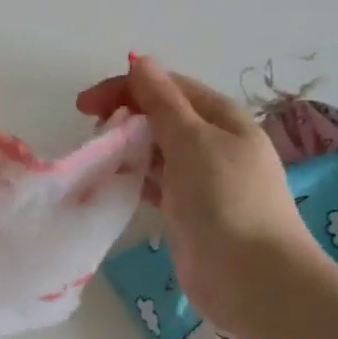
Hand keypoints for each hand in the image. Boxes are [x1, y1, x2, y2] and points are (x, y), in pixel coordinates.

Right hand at [78, 56, 317, 334]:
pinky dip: (134, 178)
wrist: (252, 277)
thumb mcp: (193, 140)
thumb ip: (162, 101)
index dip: (127, 87)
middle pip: (163, 117)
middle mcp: (214, 144)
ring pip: (157, 151)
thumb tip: (139, 61)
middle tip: (91, 131)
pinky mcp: (189, 212)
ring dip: (127, 147)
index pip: (170, 88)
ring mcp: (202, 180)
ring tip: (96, 156)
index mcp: (223, 118)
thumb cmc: (225, 200)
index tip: (86, 105)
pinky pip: (156, 183)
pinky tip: (112, 182)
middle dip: (125, 117)